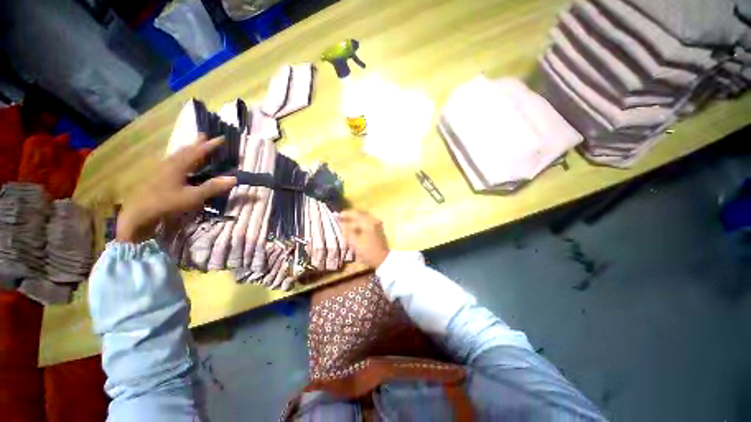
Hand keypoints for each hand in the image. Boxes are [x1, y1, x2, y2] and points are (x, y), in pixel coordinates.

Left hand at [116, 134, 235, 243]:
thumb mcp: (193, 197)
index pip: (198, 151)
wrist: (140, 212)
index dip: (211, 145)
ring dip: (188, 149)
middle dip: (196, 143)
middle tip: (205, 136)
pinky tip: (181, 161)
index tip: (222, 138)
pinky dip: (181, 157)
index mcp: (179, 165)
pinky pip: (173, 160)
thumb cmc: (168, 203)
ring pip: (177, 154)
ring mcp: (162, 168)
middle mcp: (170, 163)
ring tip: (194, 145)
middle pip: (185, 149)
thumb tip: (234, 178)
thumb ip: (213, 187)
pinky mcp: (157, 175)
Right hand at [339, 210, 389, 268]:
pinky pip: (368, 223)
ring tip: (347, 224)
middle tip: (342, 217)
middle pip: (361, 215)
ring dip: (355, 220)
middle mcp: (374, 221)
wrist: (383, 259)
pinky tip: (355, 229)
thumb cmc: (368, 251)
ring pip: (364, 219)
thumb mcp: (355, 243)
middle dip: (351, 216)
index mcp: (369, 222)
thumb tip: (341, 225)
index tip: (338, 215)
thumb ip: (347, 232)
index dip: (346, 214)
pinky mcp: (378, 230)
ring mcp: (377, 225)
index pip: (356, 214)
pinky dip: (360, 224)